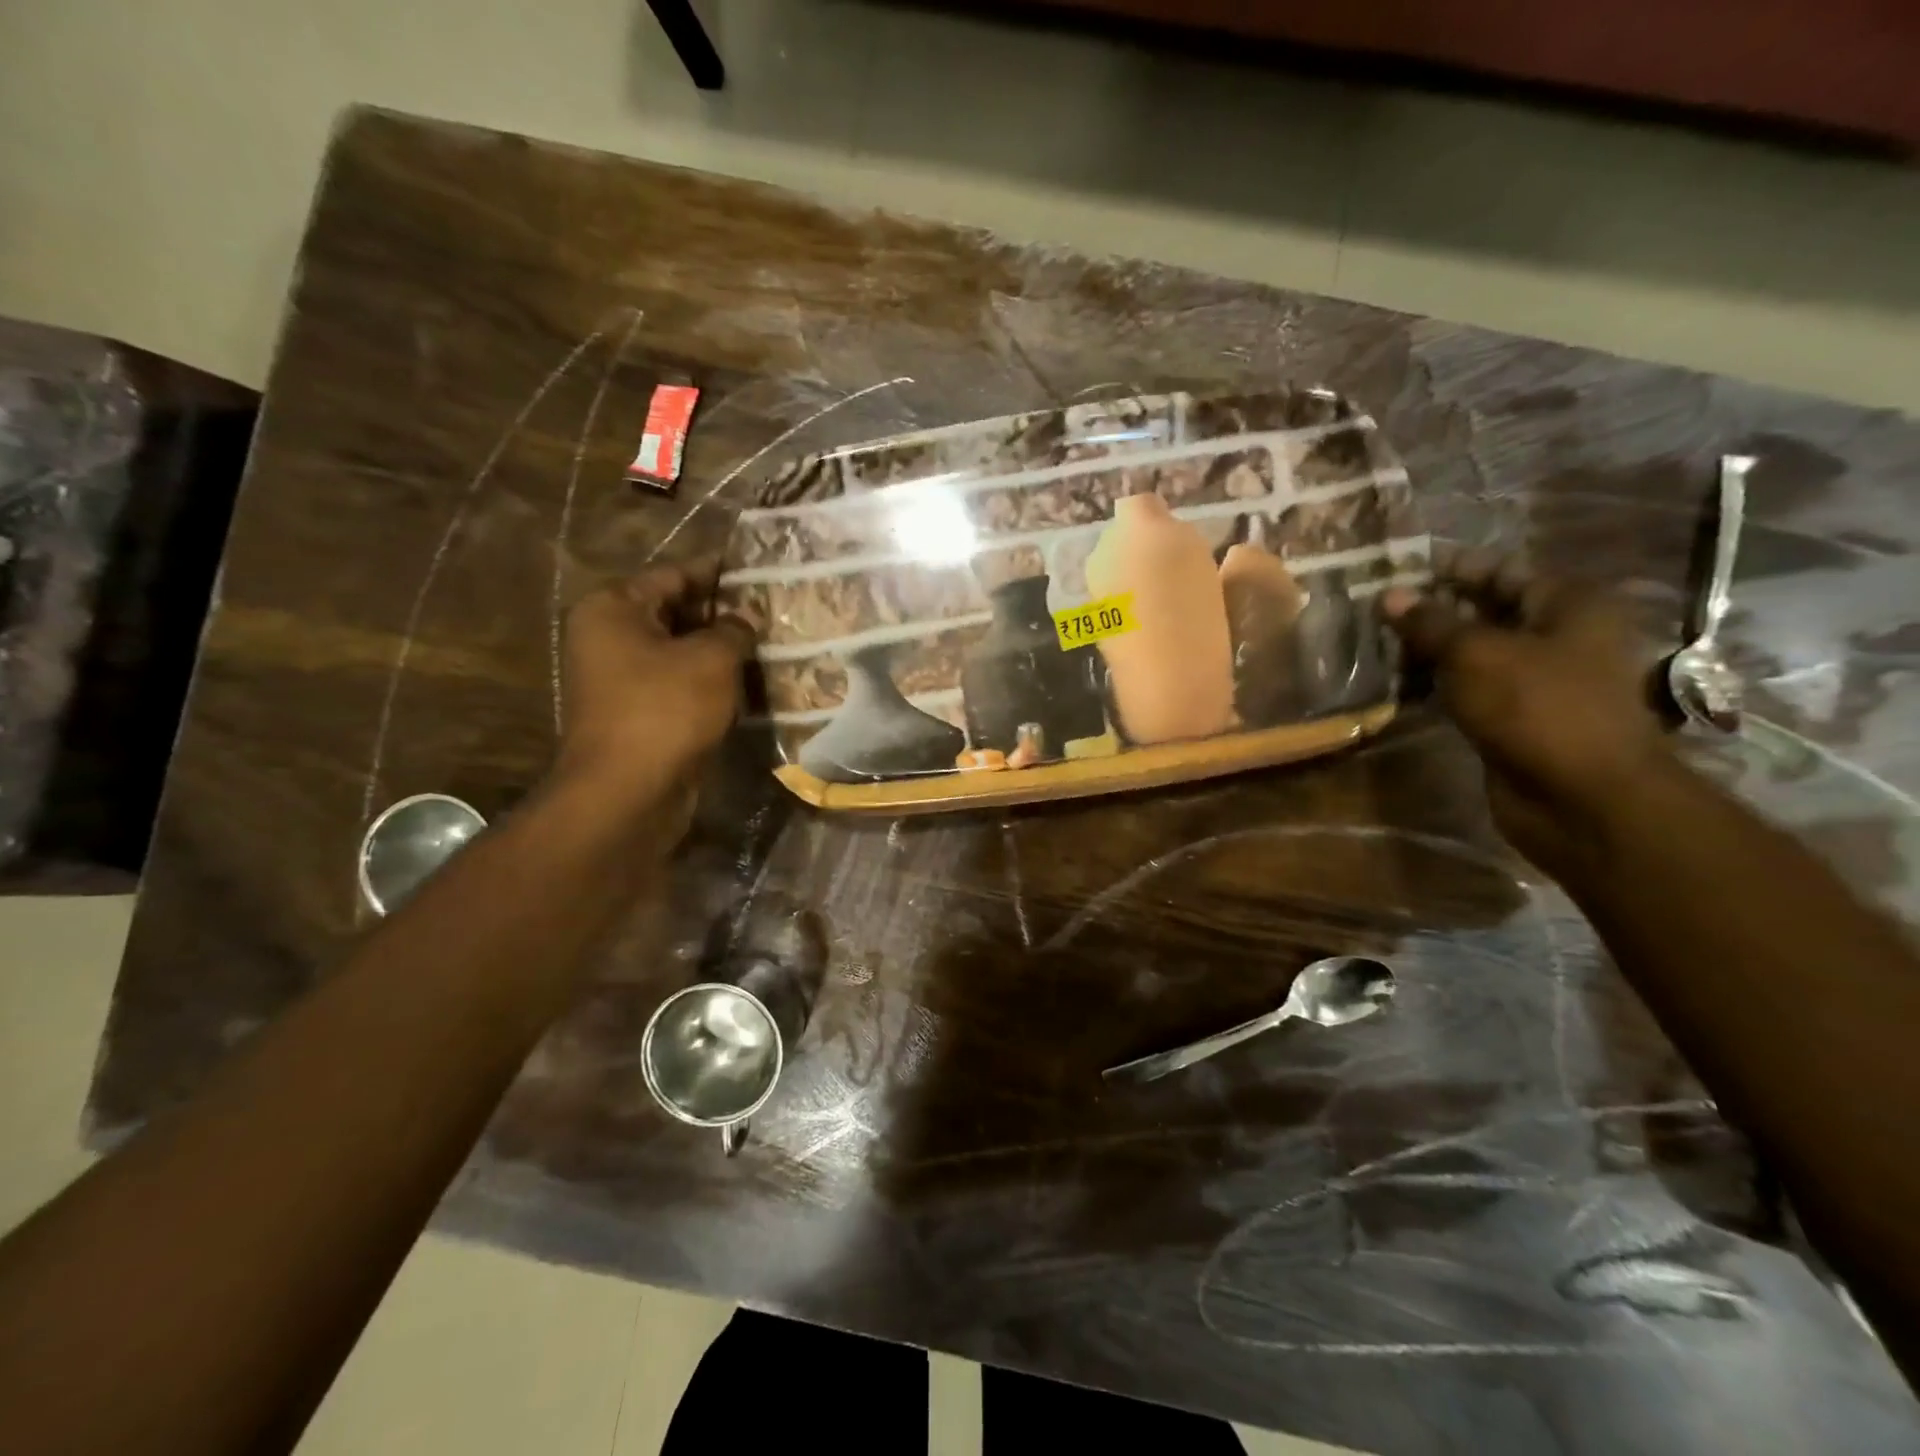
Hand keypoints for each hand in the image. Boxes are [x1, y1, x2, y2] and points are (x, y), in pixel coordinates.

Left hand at [554, 563, 754, 823]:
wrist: (628, 793)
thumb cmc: (665, 710)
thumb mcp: (711, 659)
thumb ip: (734, 629)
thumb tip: (747, 616)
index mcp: (613, 609)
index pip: (673, 575)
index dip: (718, 573)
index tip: (759, 571)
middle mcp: (608, 638)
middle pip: (675, 613)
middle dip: (723, 615)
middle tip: (772, 611)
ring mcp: (620, 679)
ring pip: (680, 653)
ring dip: (719, 652)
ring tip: (769, 644)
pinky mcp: (638, 714)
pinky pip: (679, 685)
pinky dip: (709, 683)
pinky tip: (749, 683)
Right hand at [1383, 548, 1672, 878]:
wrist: (1582, 797)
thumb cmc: (1537, 707)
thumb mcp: (1475, 654)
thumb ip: (1429, 622)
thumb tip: (1388, 595)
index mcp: (1568, 605)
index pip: (1502, 571)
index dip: (1451, 569)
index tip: (1399, 570)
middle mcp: (1560, 636)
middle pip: (1488, 611)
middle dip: (1435, 611)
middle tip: (1379, 612)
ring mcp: (1540, 681)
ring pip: (1476, 654)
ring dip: (1431, 651)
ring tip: (1379, 647)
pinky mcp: (1518, 718)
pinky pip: (1472, 689)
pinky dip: (1439, 685)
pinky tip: (1401, 685)